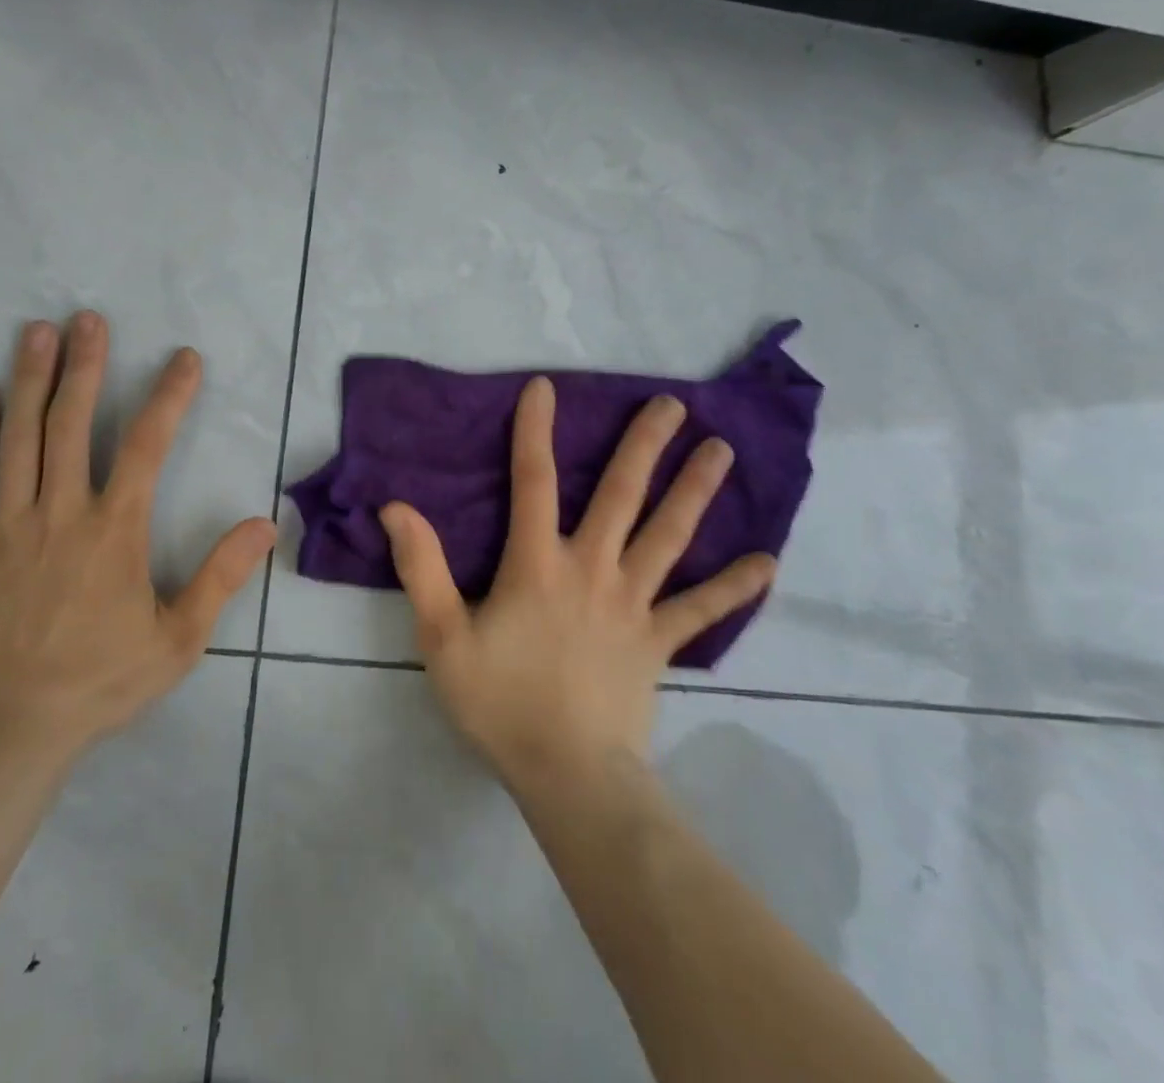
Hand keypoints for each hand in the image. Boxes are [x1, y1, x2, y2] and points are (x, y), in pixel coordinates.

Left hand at [0, 312, 276, 759]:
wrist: (10, 729)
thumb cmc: (102, 680)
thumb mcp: (179, 638)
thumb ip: (221, 576)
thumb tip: (264, 524)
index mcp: (114, 530)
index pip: (147, 445)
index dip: (169, 396)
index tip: (184, 359)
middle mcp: (60, 512)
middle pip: (71, 422)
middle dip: (85, 365)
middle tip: (88, 318)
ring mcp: (7, 524)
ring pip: (18, 437)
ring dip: (29, 380)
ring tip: (36, 332)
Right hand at [380, 378, 774, 792]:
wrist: (568, 776)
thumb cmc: (500, 703)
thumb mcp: (443, 637)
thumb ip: (421, 569)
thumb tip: (397, 507)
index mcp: (537, 564)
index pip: (533, 481)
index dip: (535, 431)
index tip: (545, 387)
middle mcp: (592, 568)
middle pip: (621, 495)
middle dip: (645, 445)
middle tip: (673, 404)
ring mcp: (633, 603)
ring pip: (669, 536)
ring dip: (695, 490)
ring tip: (722, 450)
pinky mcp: (659, 641)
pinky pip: (701, 609)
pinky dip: (733, 586)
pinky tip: (766, 563)